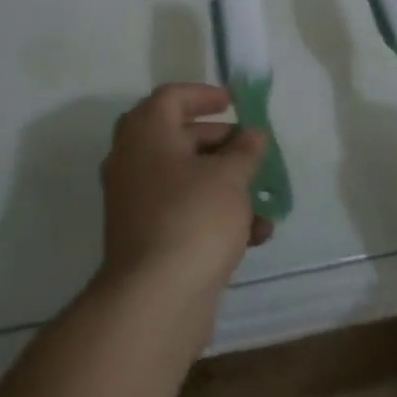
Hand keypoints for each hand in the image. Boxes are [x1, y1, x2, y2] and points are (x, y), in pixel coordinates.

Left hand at [100, 83, 273, 304]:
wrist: (155, 300)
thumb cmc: (193, 218)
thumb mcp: (229, 177)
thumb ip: (245, 151)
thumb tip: (253, 135)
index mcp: (146, 132)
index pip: (172, 97)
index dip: (204, 95)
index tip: (234, 102)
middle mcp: (134, 160)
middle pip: (180, 138)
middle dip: (221, 143)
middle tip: (253, 149)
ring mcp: (136, 201)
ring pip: (186, 180)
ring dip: (225, 185)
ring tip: (263, 197)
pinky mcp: (147, 239)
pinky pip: (184, 213)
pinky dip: (216, 216)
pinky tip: (256, 235)